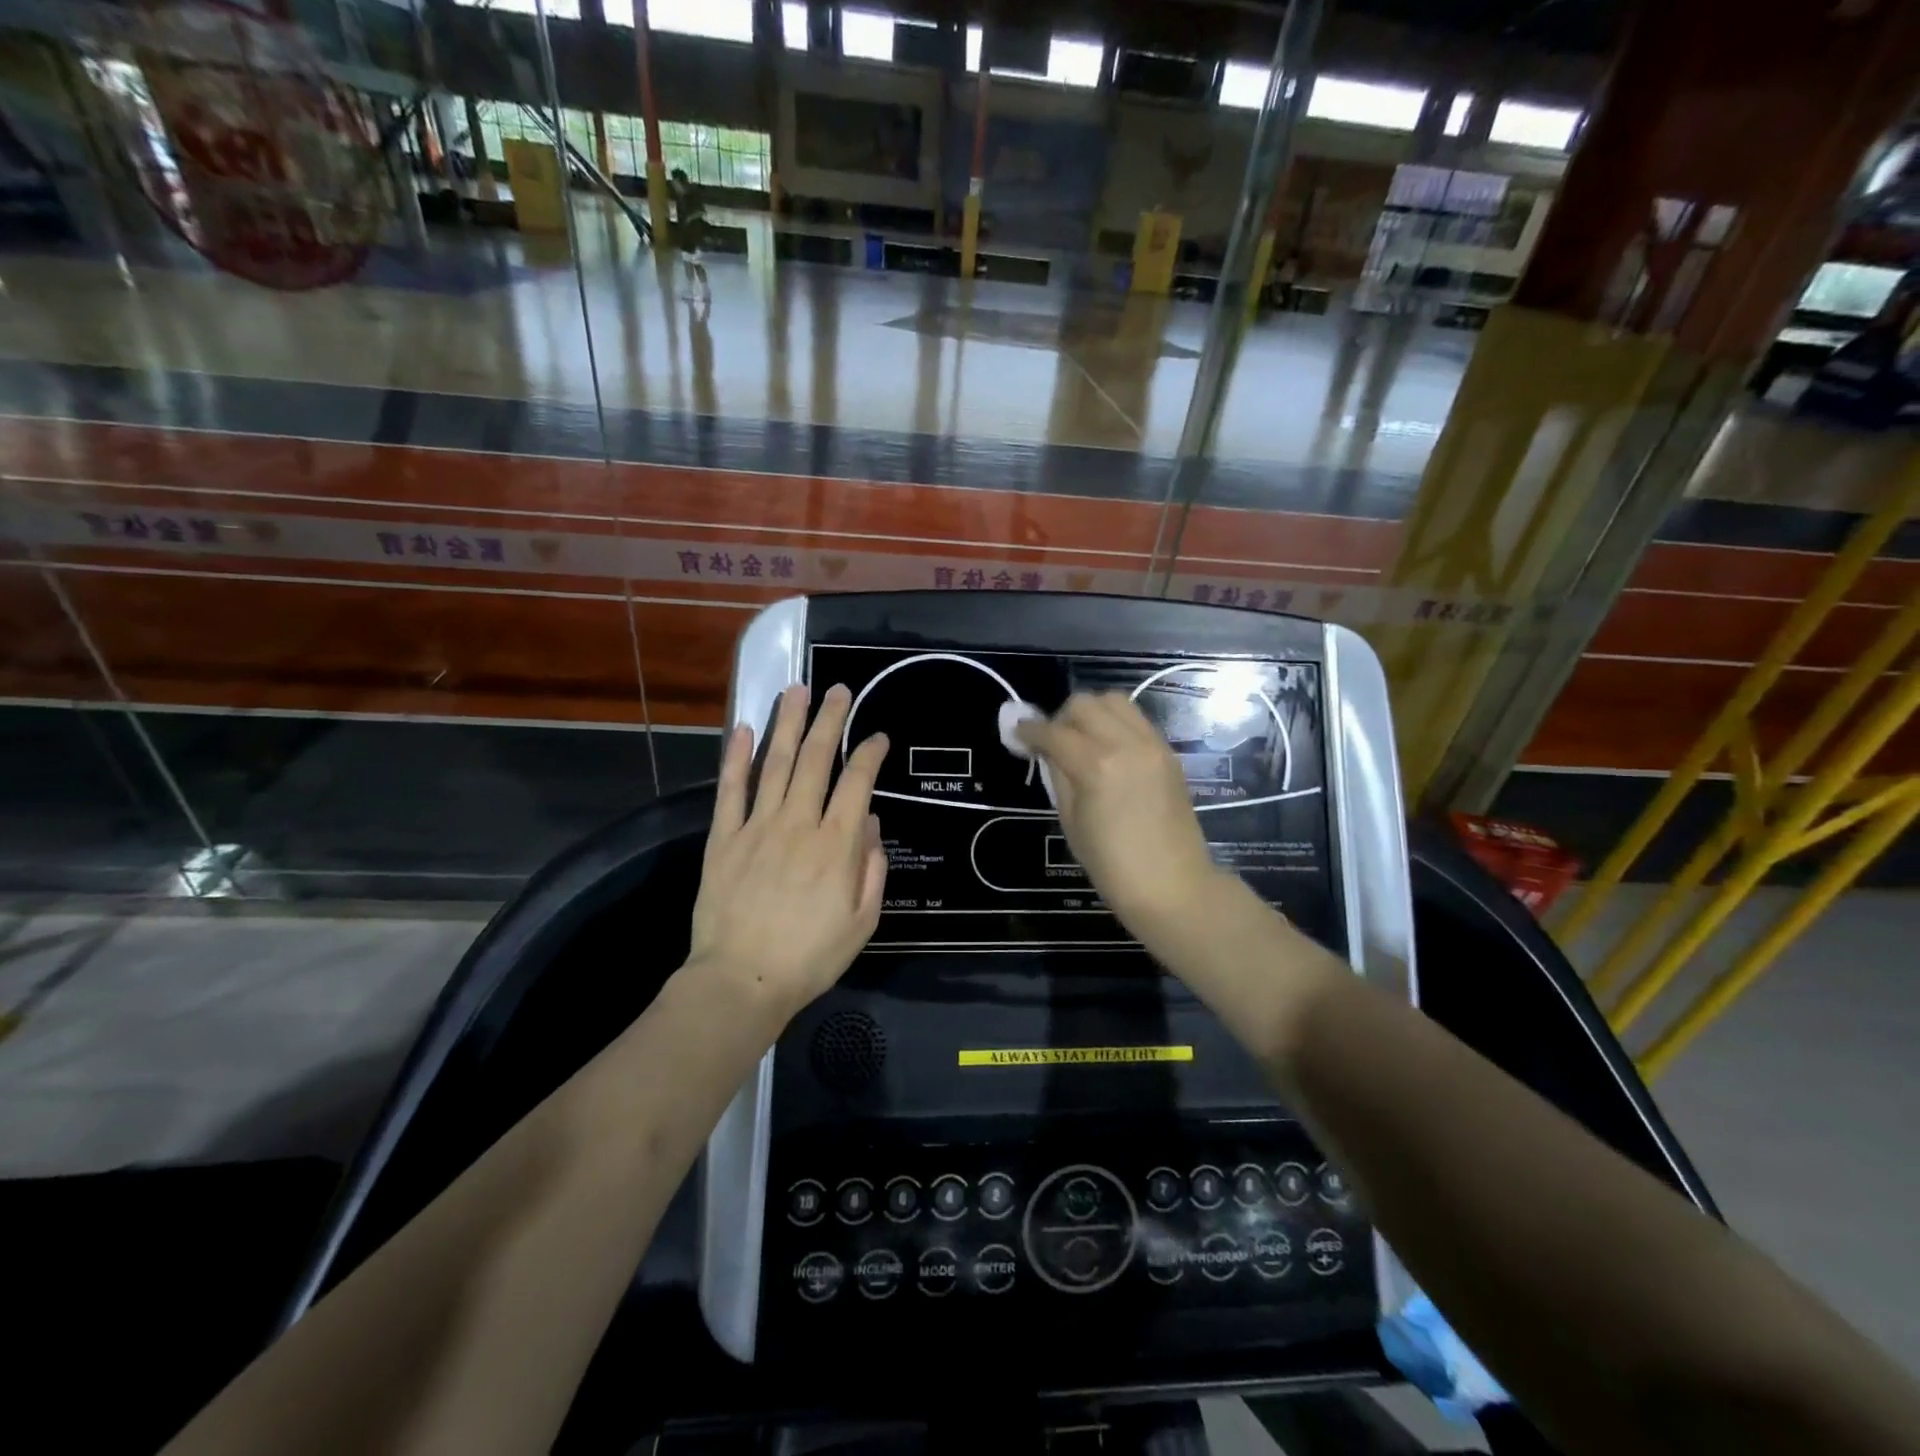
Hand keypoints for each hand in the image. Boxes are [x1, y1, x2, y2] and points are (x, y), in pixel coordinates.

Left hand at [688, 683, 888, 1019]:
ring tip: (796, 690)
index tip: (878, 736)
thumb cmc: (810, 957)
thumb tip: (869, 821)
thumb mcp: (862, 921)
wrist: (741, 981)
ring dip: (788, 724)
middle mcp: (798, 823)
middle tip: (839, 690)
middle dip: (830, 720)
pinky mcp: (723, 838)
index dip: (870, 754)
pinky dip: (735, 757)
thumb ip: (871, 868)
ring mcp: (757, 827)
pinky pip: (730, 789)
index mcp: (836, 845)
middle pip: (817, 759)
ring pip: (776, 764)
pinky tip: (741, 728)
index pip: (858, 783)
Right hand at [1014, 693, 1224, 936]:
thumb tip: (1047, 750)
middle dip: (1061, 718)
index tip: (1018, 735)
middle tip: (1053, 742)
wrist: (1173, 886)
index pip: (1054, 732)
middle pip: (1084, 704)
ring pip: (1114, 700)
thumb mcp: (1071, 822)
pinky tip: (1108, 749)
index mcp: (1097, 766)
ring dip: (1091, 713)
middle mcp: (1126, 744)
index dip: (1030, 731)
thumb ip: (1058, 776)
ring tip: (1082, 740)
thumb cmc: (1112, 866)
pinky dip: (1116, 723)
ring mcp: (1152, 744)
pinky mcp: (1168, 752)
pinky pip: (1136, 719)